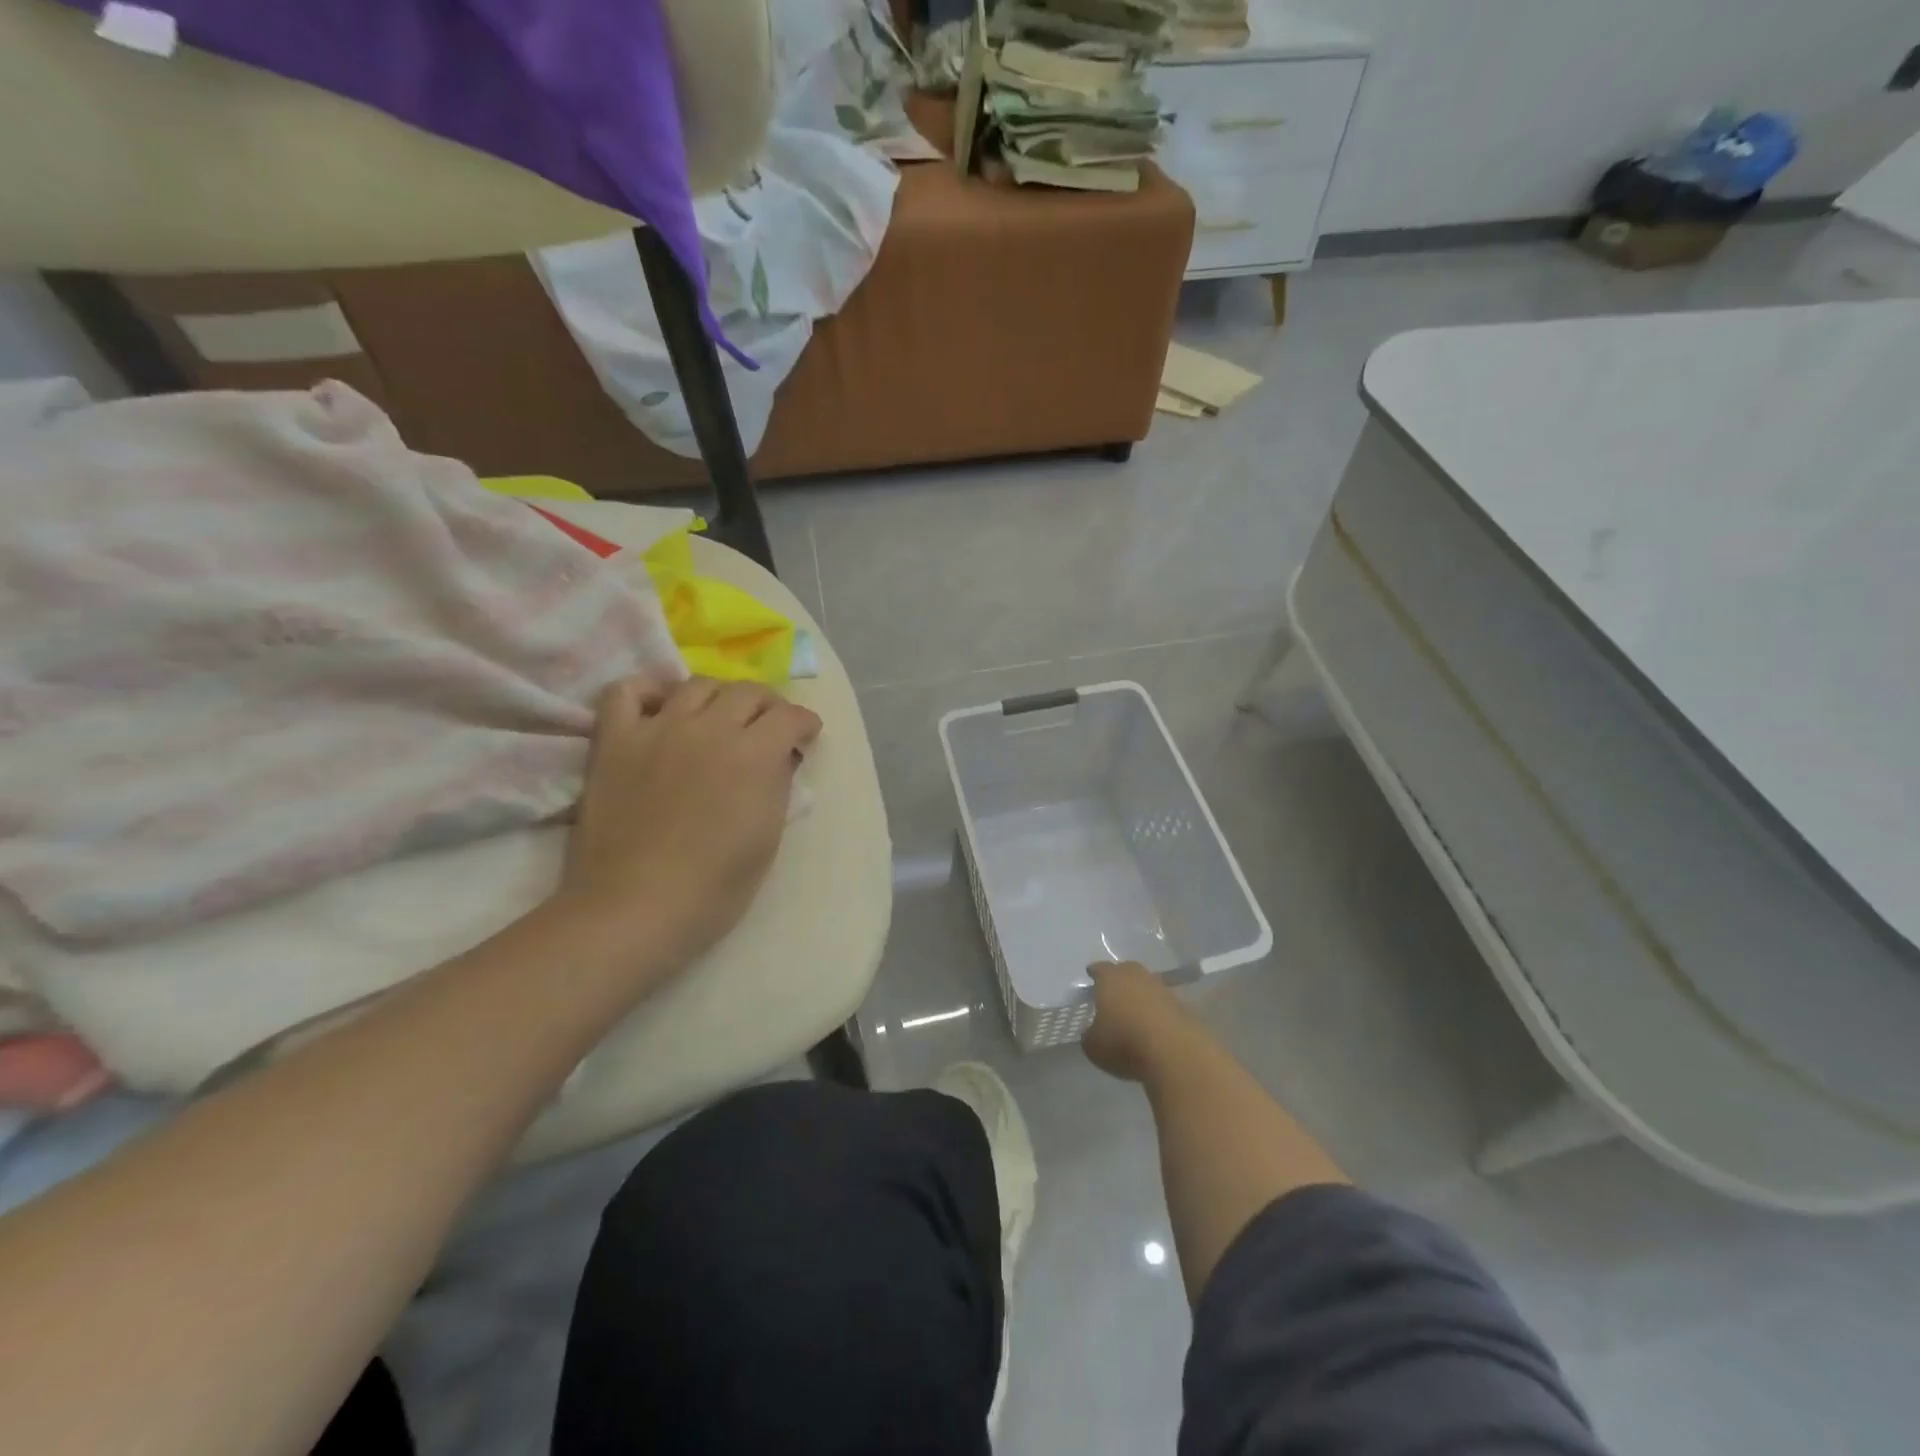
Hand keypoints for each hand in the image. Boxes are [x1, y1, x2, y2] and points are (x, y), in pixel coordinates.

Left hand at [562, 675, 820, 964]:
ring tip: (718, 718)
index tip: (806, 737)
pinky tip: (660, 709)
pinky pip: (626, 692)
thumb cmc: (715, 887)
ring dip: (718, 697)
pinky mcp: (614, 741)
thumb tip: (780, 758)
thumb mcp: (768, 837)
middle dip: (767, 706)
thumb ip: (777, 785)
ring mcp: (657, 730)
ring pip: (696, 685)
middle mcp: (709, 728)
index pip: (790, 716)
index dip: (804, 723)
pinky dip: (648, 692)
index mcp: (754, 754)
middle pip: (747, 691)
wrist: (636, 909)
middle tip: (768, 727)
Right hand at [1081, 962, 1197, 1083]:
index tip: (1091, 975)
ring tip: (1135, 1012)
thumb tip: (1092, 1032)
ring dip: (1141, 996)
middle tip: (1113, 991)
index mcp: (1110, 979)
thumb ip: (1089, 1035)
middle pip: (1126, 971)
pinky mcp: (1183, 1007)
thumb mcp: (1094, 1047)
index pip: (1100, 969)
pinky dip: (1158, 1012)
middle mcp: (1137, 976)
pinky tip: (1154, 1027)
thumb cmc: (1125, 1043)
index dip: (1094, 973)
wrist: (1177, 1053)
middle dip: (1119, 979)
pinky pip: (1164, 1005)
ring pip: (1147, 986)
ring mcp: (1163, 989)